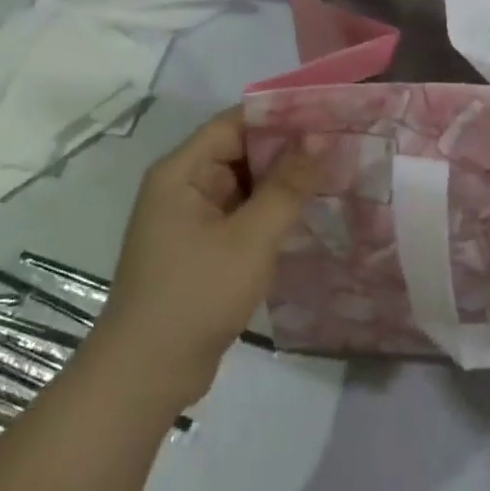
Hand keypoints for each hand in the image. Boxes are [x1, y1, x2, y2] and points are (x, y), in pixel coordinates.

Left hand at [93, 109, 317, 410]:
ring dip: (284, 181)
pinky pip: (243, 213)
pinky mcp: (203, 247)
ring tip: (337, 172)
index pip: (235, 123)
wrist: (146, 376)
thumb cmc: (196, 295)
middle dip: (289, 149)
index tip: (328, 113)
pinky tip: (310, 212)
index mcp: (182, 172)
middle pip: (241, 151)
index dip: (281, 115)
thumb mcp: (251, 237)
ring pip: (246, 184)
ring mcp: (192, 219)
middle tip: (343, 143)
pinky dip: (272, 210)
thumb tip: (321, 136)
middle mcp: (184, 186)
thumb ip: (288, 185)